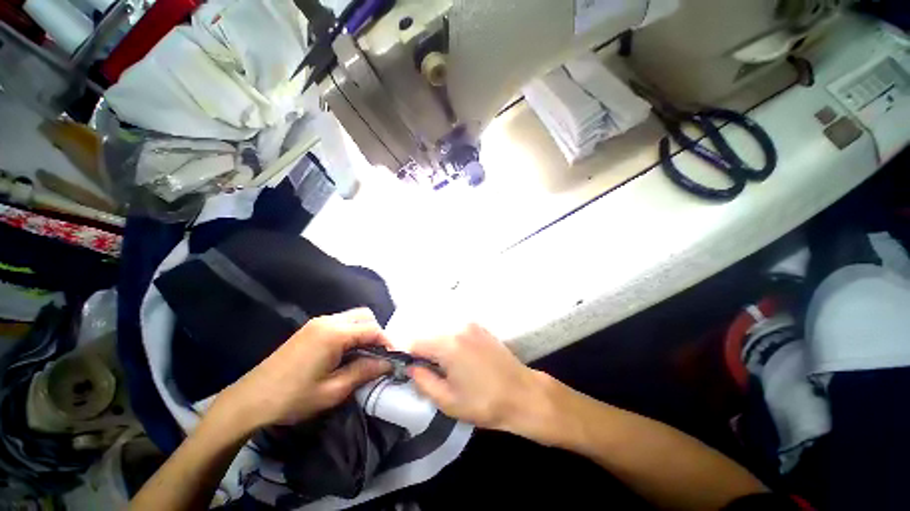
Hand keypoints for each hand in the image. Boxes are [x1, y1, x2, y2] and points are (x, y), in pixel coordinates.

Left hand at [216, 308, 391, 432]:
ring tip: (363, 355)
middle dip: (376, 333)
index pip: (372, 329)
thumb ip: (364, 371)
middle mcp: (328, 321)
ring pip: (353, 317)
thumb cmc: (292, 398)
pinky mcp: (310, 328)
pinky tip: (346, 352)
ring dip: (363, 332)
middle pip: (364, 316)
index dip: (387, 342)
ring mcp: (317, 322)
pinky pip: (340, 322)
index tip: (393, 357)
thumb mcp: (333, 390)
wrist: (249, 400)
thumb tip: (388, 363)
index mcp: (334, 334)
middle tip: (377, 355)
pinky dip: (350, 332)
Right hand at [407, 324, 552, 434]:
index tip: (411, 370)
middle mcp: (458, 328)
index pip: (415, 342)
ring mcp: (472, 326)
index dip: (408, 356)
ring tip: (447, 369)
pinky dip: (452, 343)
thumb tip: (411, 367)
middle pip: (430, 335)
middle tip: (430, 374)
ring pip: (443, 333)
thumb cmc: (484, 402)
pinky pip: (457, 332)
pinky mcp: (481, 329)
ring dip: (439, 348)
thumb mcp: (448, 400)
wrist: (523, 394)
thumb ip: (423, 381)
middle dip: (424, 352)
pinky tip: (461, 360)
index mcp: (448, 344)